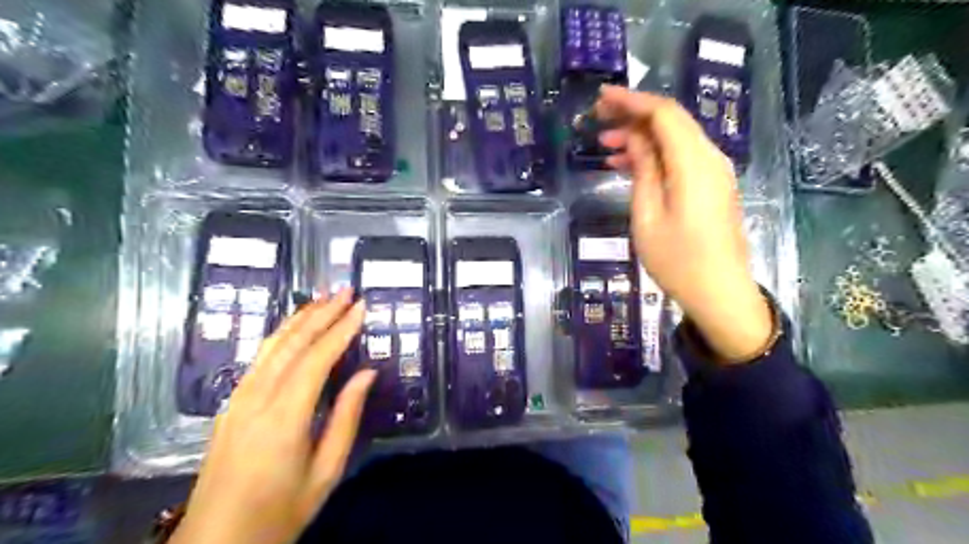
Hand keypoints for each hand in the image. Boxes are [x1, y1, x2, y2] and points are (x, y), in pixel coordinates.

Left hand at [170, 288, 372, 543]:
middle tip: (346, 290)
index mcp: (284, 418)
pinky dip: (281, 335)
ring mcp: (238, 400)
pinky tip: (293, 328)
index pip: (316, 359)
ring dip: (299, 318)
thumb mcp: (325, 472)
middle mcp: (256, 399)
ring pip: (271, 346)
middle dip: (321, 313)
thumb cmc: (280, 512)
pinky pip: (259, 359)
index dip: (341, 329)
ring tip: (323, 298)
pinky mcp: (230, 405)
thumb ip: (347, 417)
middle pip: (291, 344)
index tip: (361, 306)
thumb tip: (367, 374)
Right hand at [596, 86, 769, 361]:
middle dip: (633, 117)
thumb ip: (643, 171)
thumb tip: (635, 139)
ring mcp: (715, 173)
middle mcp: (710, 159)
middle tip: (597, 124)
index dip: (631, 101)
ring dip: (641, 139)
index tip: (601, 99)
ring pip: (675, 140)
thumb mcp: (648, 217)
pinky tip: (629, 167)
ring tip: (605, 149)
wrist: (720, 293)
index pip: (664, 114)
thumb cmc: (678, 261)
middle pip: (671, 122)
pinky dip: (656, 157)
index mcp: (694, 164)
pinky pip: (681, 159)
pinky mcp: (713, 186)